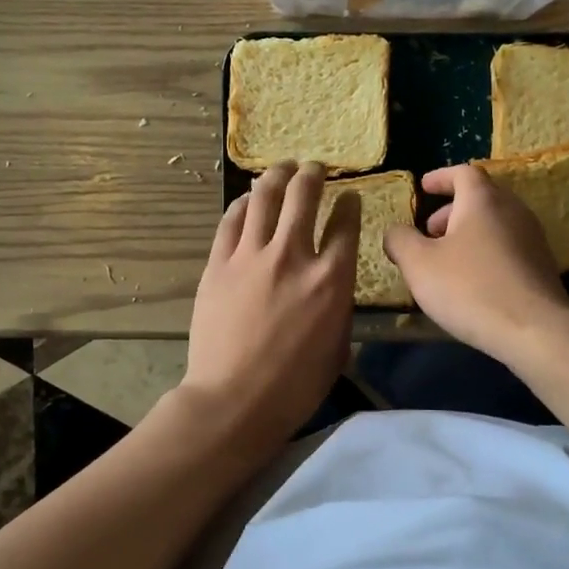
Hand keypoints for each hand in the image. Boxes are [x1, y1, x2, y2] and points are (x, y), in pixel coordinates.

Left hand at [181, 161, 358, 452]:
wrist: (234, 400)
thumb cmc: (294, 386)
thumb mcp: (337, 347)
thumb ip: (338, 306)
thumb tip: (331, 287)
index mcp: (331, 279)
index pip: (346, 224)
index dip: (350, 204)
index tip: (350, 197)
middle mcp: (293, 256)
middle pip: (304, 196)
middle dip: (313, 175)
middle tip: (314, 168)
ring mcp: (251, 257)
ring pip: (265, 198)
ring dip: (277, 176)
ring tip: (282, 168)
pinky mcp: (219, 264)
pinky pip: (231, 221)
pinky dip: (243, 204)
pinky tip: (248, 199)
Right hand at [383, 164, 568, 363]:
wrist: (534, 330)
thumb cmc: (470, 288)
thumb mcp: (419, 264)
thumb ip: (400, 240)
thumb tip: (395, 232)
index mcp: (483, 200)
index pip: (463, 172)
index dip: (441, 178)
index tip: (423, 187)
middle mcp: (513, 210)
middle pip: (481, 197)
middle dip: (451, 210)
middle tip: (428, 232)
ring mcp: (533, 238)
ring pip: (495, 223)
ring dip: (468, 233)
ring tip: (446, 260)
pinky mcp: (542, 266)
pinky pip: (508, 247)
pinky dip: (485, 252)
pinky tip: (472, 282)